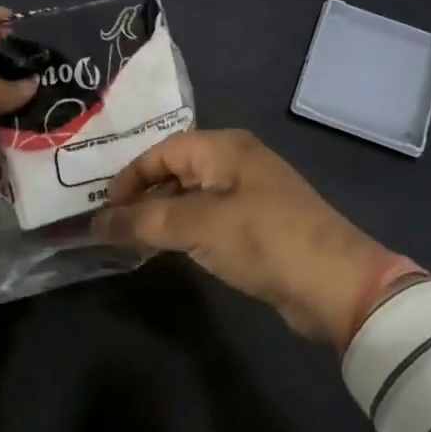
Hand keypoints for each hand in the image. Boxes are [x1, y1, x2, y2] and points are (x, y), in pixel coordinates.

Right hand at [95, 129, 401, 348]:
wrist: (334, 284)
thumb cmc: (262, 239)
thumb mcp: (196, 226)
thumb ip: (142, 221)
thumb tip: (96, 222)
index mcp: (223, 147)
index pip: (162, 151)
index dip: (129, 177)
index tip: (104, 209)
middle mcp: (236, 162)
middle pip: (176, 170)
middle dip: (143, 196)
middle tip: (111, 225)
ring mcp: (250, 193)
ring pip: (192, 196)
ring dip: (162, 215)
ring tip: (132, 239)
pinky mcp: (259, 225)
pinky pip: (209, 218)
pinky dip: (186, 230)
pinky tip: (169, 249)